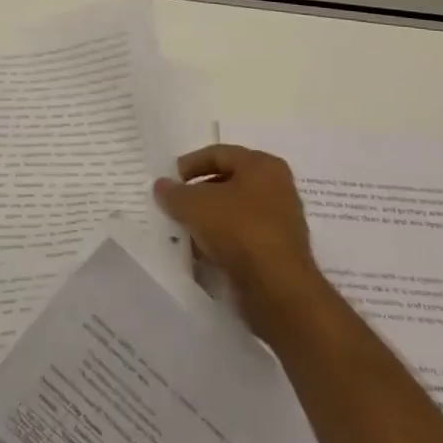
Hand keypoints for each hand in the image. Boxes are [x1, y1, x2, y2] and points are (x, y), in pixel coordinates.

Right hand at [153, 144, 322, 317]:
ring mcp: (280, 221)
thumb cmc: (238, 230)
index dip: (190, 164)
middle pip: (228, 182)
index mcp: (262, 165)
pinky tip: (203, 252)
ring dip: (209, 219)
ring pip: (235, 212)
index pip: (218, 154)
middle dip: (199, 193)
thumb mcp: (194, 204)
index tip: (170, 181)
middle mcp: (277, 187)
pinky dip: (223, 241)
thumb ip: (174, 192)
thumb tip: (162, 186)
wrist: (278, 289)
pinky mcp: (278, 251)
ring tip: (185, 230)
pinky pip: (243, 237)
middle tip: (175, 204)